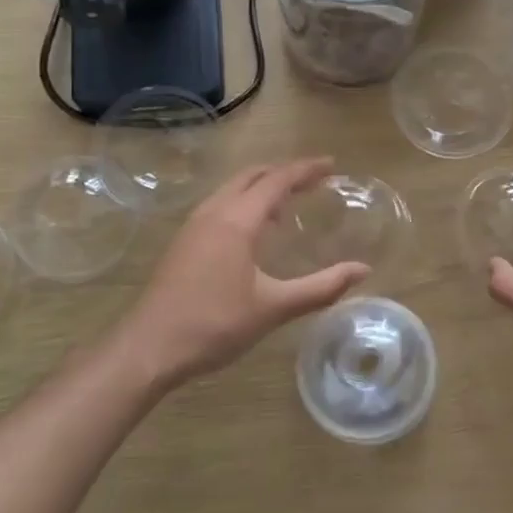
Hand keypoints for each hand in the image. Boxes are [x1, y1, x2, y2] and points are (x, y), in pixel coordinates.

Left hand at [116, 158, 368, 390]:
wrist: (149, 348)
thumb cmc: (215, 324)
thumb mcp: (274, 308)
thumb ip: (321, 288)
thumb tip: (362, 270)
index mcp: (236, 220)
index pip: (277, 180)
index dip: (306, 169)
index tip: (332, 165)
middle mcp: (213, 212)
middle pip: (252, 176)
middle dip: (284, 172)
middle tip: (314, 180)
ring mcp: (193, 226)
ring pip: (232, 189)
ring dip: (262, 186)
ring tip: (289, 203)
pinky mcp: (183, 242)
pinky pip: (220, 205)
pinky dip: (244, 202)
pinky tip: (254, 231)